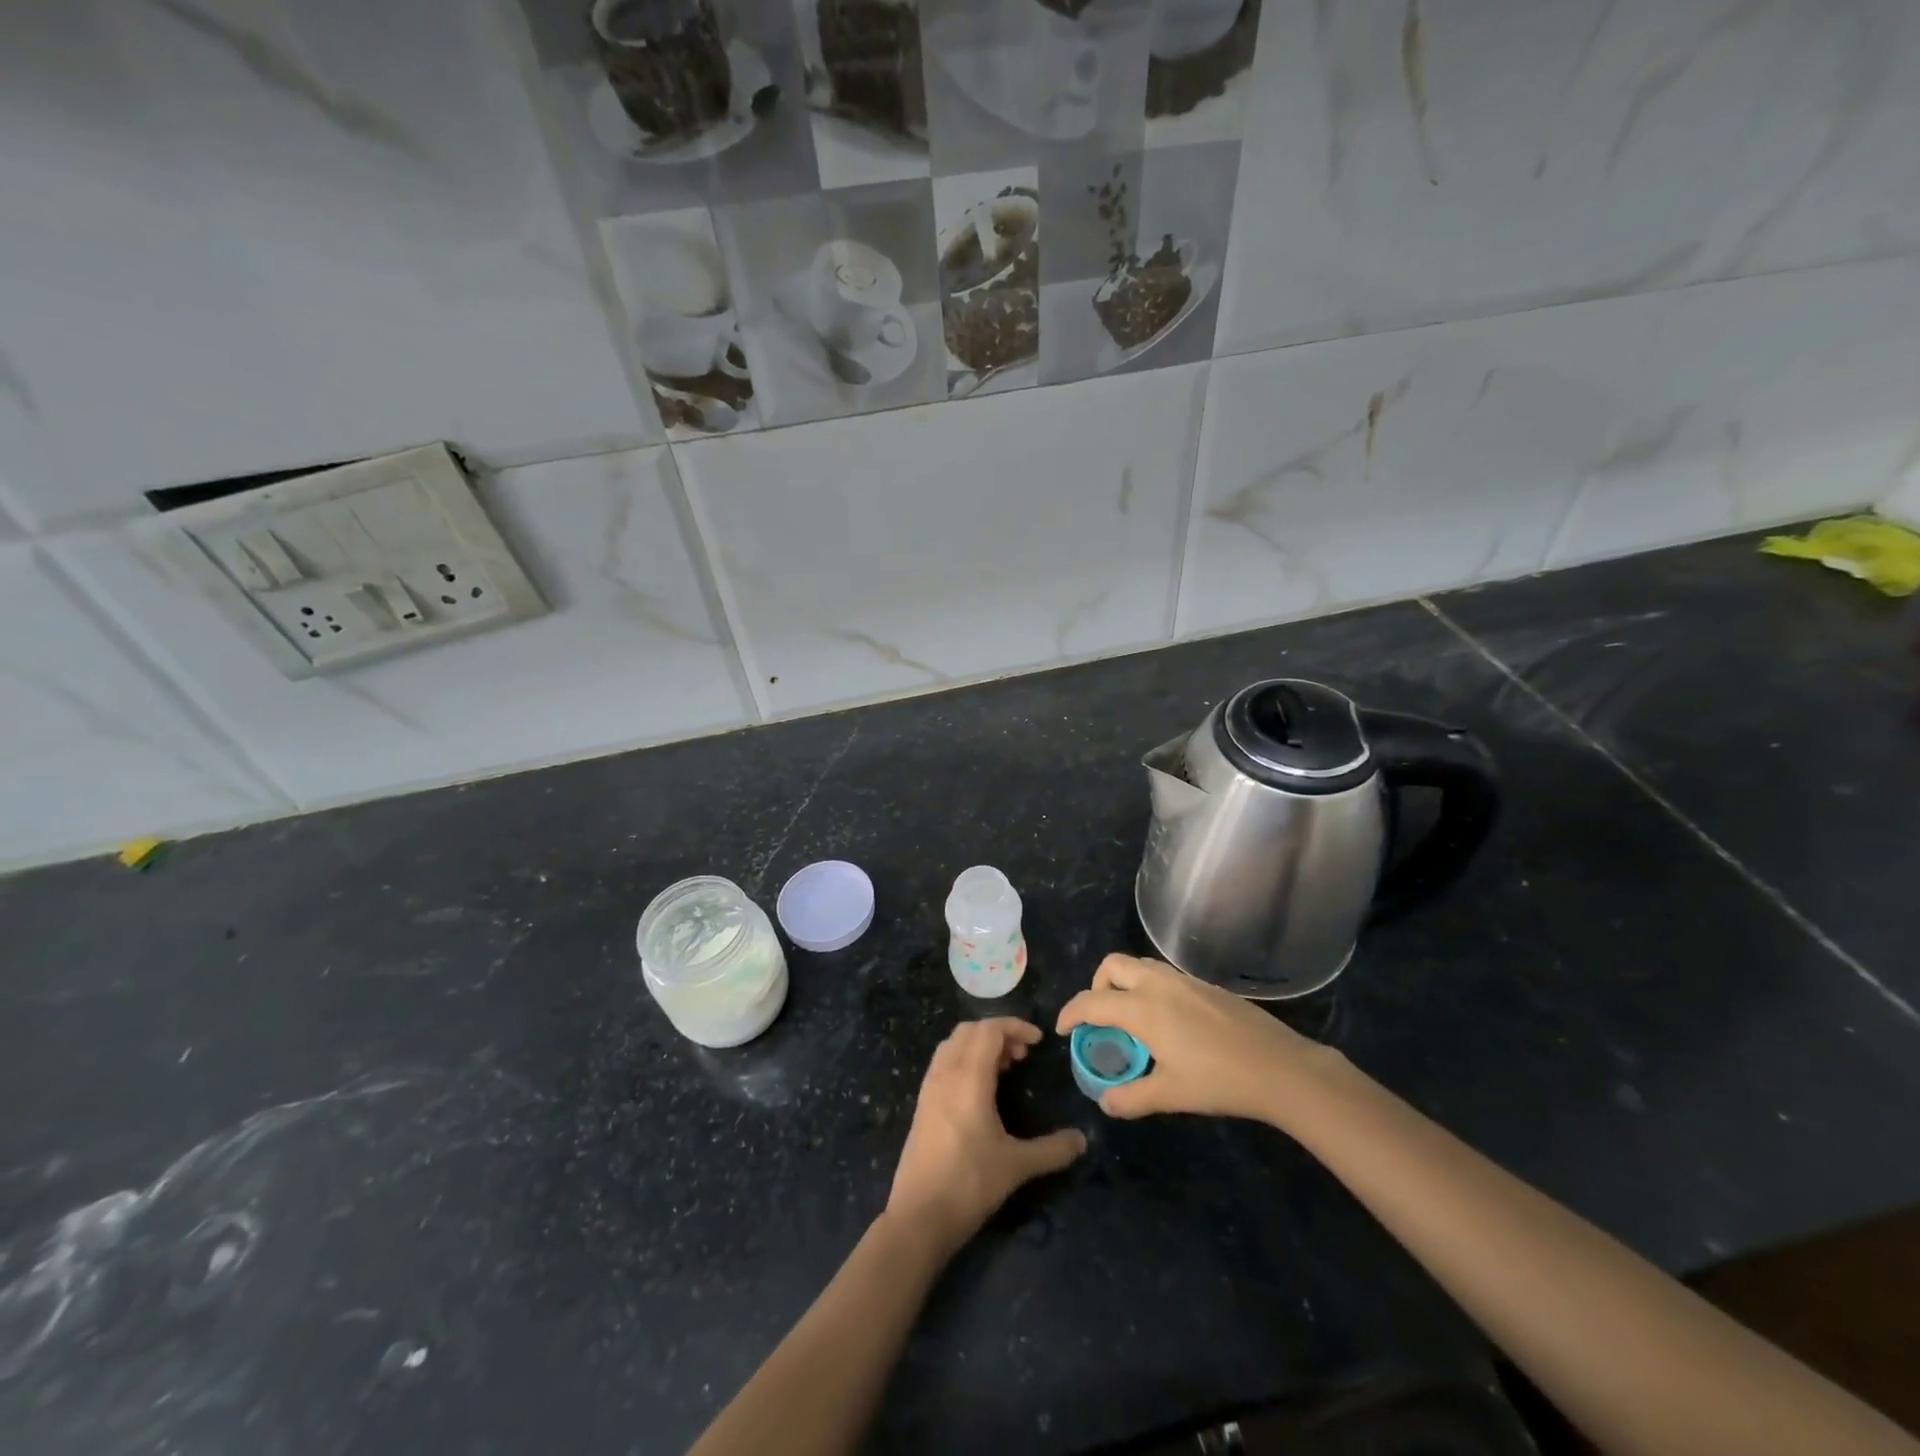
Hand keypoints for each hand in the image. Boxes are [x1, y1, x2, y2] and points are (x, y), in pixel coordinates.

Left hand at [885, 1019, 1086, 1254]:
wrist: (918, 1216)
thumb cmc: (969, 1183)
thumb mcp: (1017, 1166)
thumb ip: (1052, 1150)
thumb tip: (1082, 1140)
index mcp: (968, 1078)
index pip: (989, 1030)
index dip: (1015, 1027)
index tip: (1038, 1041)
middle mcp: (945, 1073)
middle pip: (969, 1030)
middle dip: (998, 1033)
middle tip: (1021, 1056)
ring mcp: (929, 1087)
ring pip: (953, 1044)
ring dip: (978, 1045)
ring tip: (1003, 1069)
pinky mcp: (922, 1104)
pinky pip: (943, 1062)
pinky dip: (963, 1059)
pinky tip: (979, 1090)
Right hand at [1056, 954, 1334, 1122]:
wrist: (1279, 1067)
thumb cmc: (1219, 1081)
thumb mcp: (1171, 1095)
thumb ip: (1131, 1097)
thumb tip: (1105, 1102)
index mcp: (1142, 1008)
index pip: (1092, 1002)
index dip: (1071, 1014)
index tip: (1062, 1030)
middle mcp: (1157, 984)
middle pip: (1112, 966)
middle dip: (1096, 986)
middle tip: (1099, 1018)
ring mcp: (1183, 980)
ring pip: (1139, 965)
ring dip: (1123, 982)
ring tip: (1129, 1017)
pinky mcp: (1204, 985)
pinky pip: (1162, 974)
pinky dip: (1147, 987)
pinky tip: (1165, 1021)